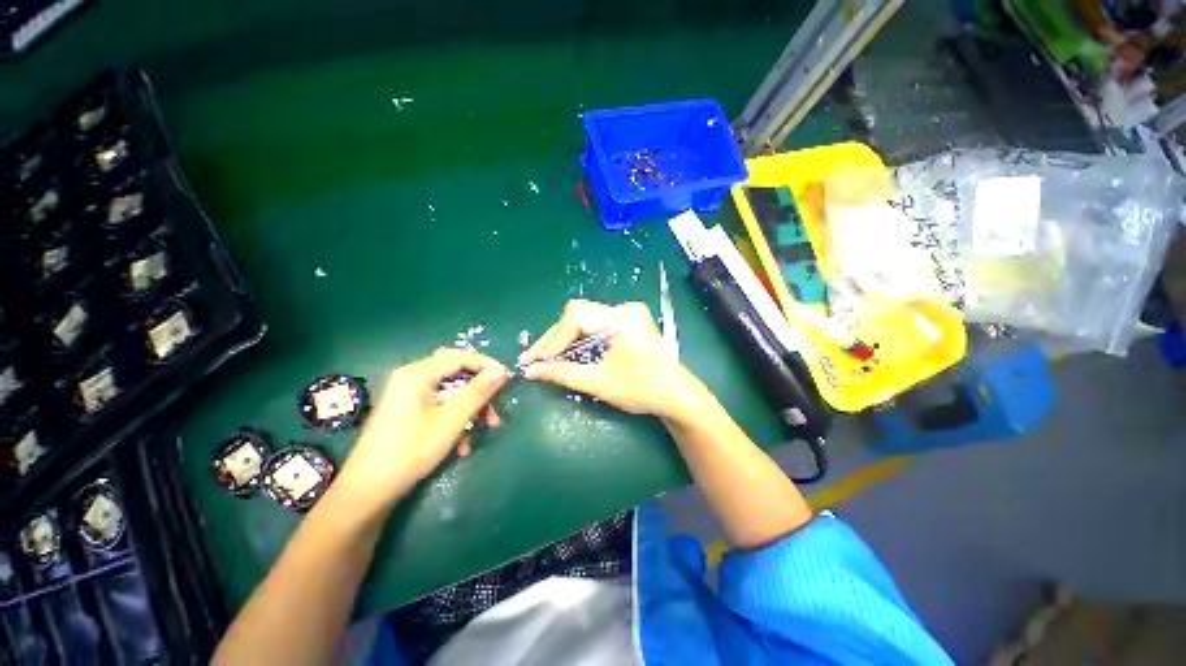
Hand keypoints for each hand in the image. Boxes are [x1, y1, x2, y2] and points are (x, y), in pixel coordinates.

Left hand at [336, 349, 508, 509]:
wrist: (367, 491)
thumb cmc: (411, 451)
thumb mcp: (451, 420)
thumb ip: (478, 392)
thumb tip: (501, 370)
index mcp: (417, 374)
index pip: (460, 356)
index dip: (486, 365)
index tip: (506, 380)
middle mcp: (411, 377)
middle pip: (456, 374)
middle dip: (479, 393)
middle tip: (494, 412)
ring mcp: (407, 394)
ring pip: (450, 391)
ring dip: (470, 409)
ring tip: (482, 431)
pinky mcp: (407, 409)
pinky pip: (439, 404)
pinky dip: (455, 418)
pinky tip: (461, 444)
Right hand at [520, 300, 711, 420]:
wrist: (677, 396)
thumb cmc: (643, 390)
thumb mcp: (600, 383)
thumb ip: (563, 374)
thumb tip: (531, 371)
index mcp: (622, 318)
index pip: (576, 316)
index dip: (554, 339)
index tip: (537, 361)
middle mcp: (624, 309)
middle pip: (578, 315)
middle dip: (554, 339)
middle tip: (534, 360)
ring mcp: (627, 314)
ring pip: (584, 320)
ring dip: (564, 340)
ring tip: (546, 359)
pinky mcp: (627, 323)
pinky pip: (594, 326)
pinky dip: (578, 340)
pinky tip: (567, 354)